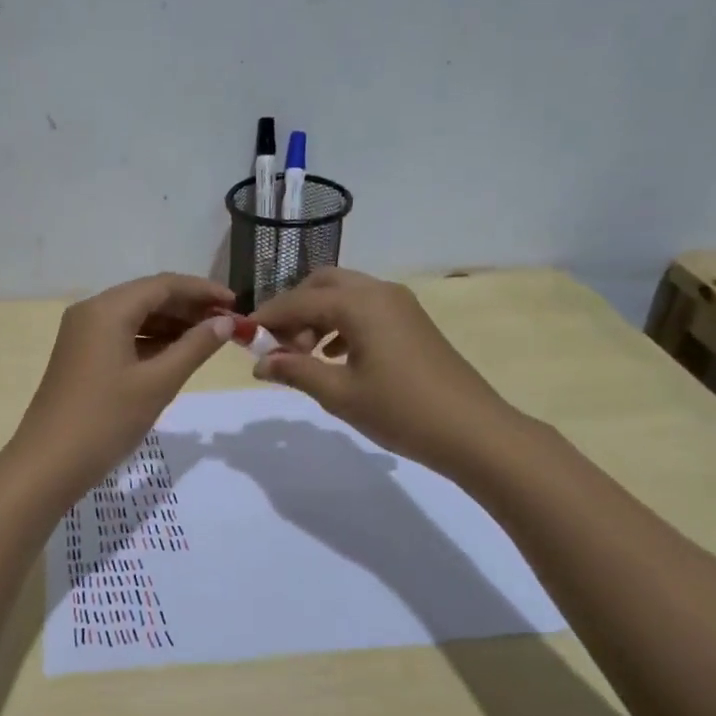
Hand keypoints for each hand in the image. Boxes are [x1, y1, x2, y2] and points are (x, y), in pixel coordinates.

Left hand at [10, 273, 235, 505]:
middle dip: (189, 307)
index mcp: (107, 309)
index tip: (237, 305)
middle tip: (227, 325)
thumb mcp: (158, 383)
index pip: (164, 285)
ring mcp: (82, 334)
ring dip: (172, 324)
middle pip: (148, 297)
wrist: (49, 463)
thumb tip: (226, 323)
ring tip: (209, 339)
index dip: (203, 291)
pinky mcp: (80, 355)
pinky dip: (151, 340)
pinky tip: (177, 354)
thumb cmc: (106, 420)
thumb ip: (195, 347)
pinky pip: (122, 335)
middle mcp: (91, 312)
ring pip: (135, 316)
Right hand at [249, 268, 521, 471]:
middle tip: (279, 346)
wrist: (472, 431)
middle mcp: (379, 292)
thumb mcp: (339, 393)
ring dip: (317, 316)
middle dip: (294, 309)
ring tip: (304, 356)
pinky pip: (365, 310)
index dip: (267, 318)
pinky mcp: (411, 322)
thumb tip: (260, 363)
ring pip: (345, 295)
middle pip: (322, 284)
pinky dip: (341, 324)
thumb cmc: (400, 410)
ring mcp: (400, 305)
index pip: (299, 300)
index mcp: (359, 303)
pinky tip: (334, 356)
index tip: (243, 338)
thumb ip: (296, 371)